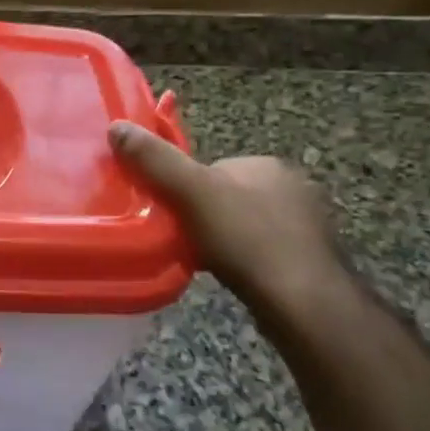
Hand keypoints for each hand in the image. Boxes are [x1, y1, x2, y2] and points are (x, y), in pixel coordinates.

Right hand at [109, 120, 346, 315]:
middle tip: (183, 239)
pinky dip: (246, 261)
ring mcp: (308, 226)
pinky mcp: (312, 260)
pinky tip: (233, 276)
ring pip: (247, 225)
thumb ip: (155, 160)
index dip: (186, 187)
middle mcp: (294, 187)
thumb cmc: (247, 239)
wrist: (303, 303)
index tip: (170, 211)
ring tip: (205, 260)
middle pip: (229, 196)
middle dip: (206, 215)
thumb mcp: (191, 193)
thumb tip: (117, 126)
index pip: (214, 167)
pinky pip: (265, 252)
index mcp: (268, 164)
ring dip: (225, 240)